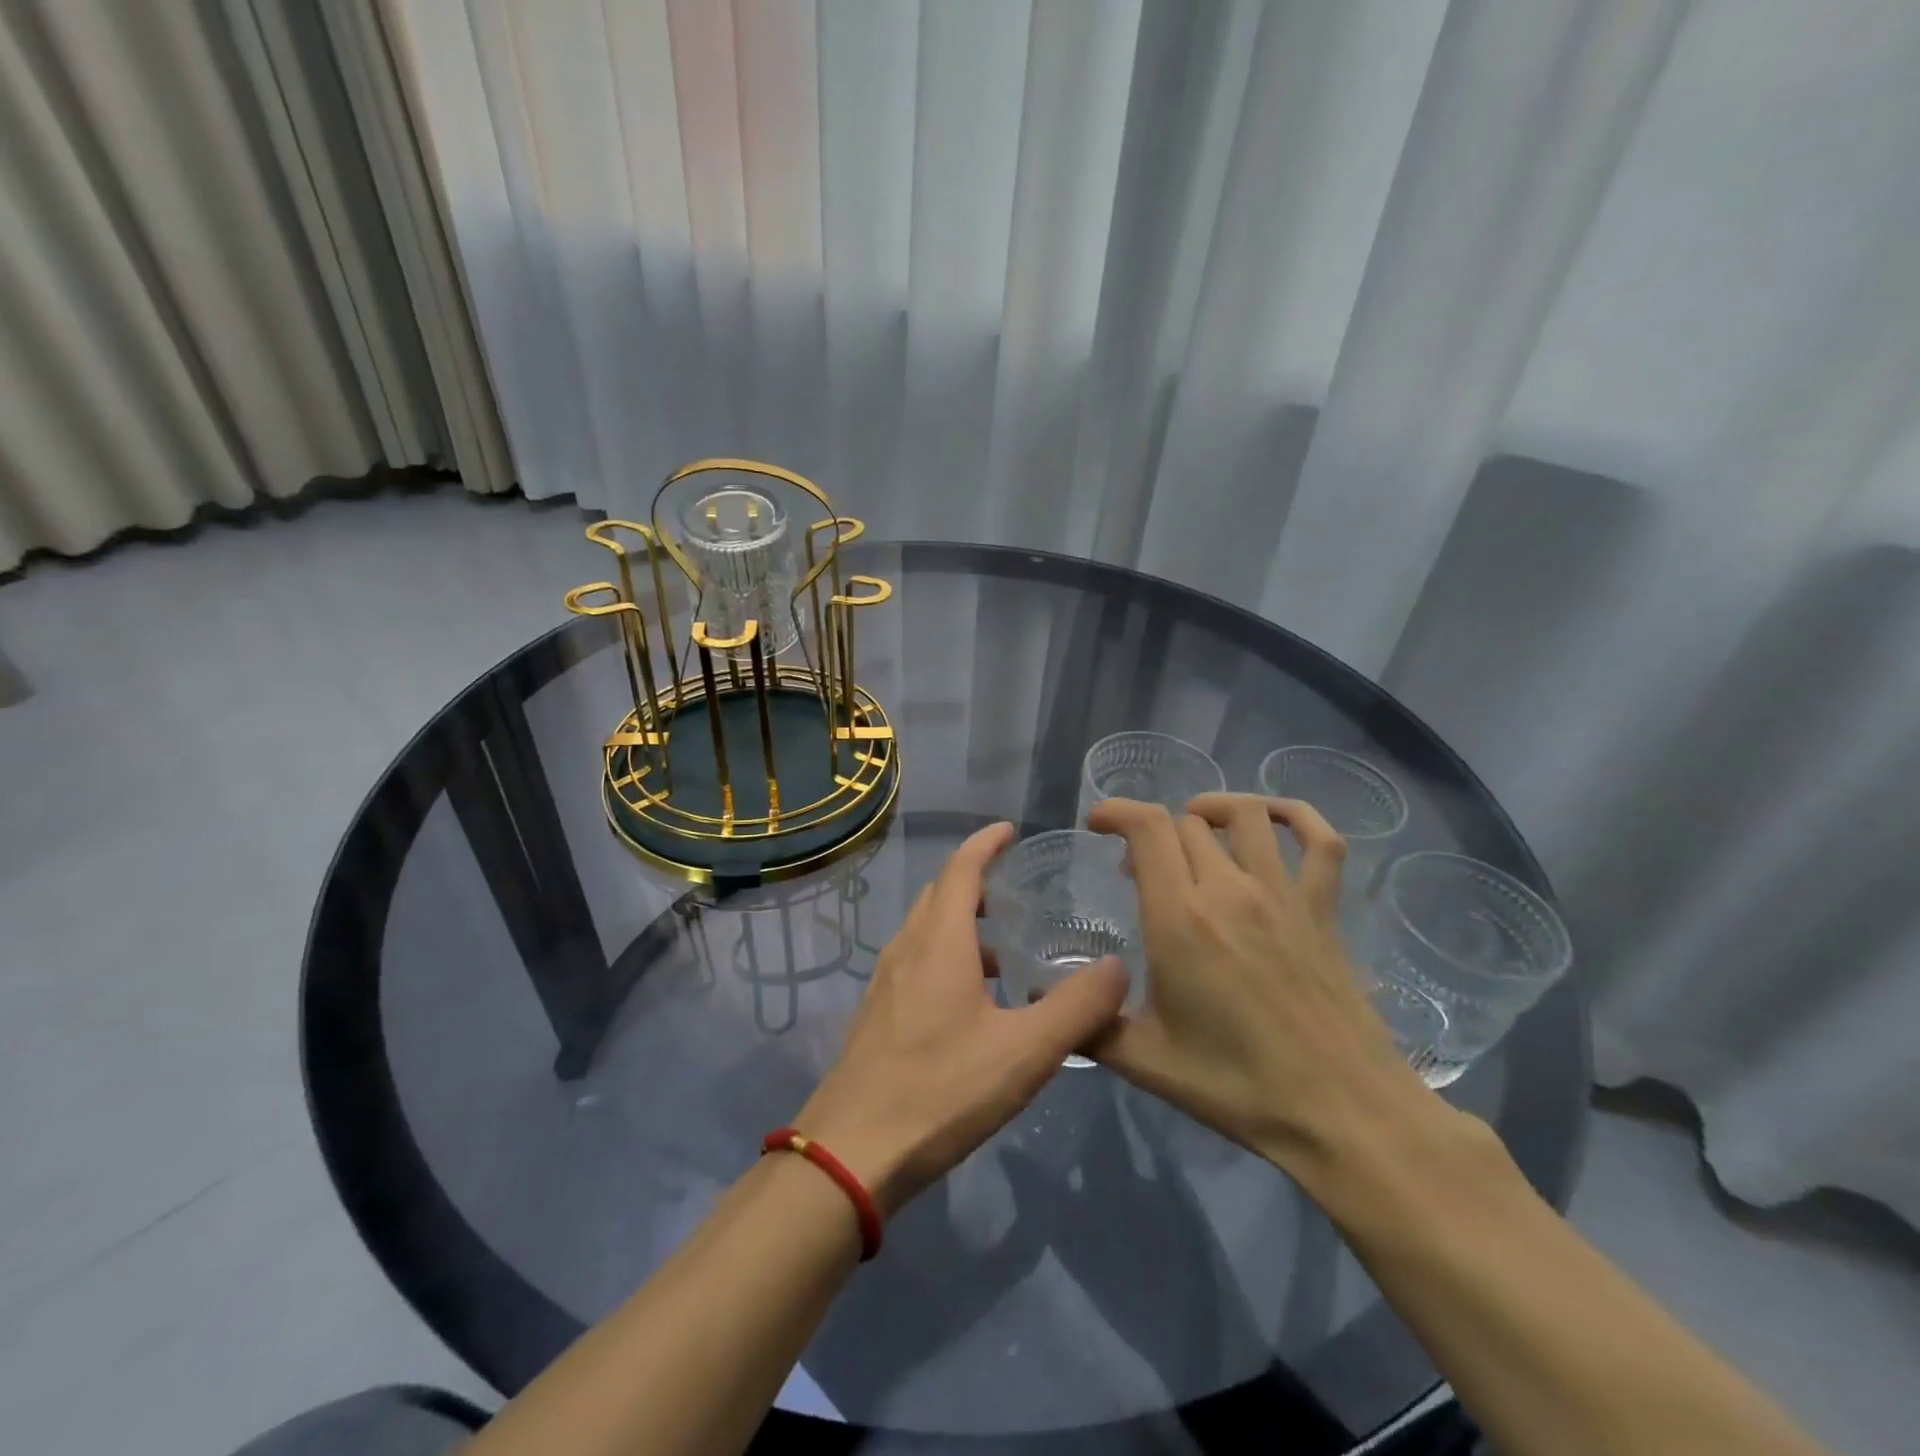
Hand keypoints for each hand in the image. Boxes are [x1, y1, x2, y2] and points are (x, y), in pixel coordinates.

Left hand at [797, 822, 1129, 1215]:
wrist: (852, 1152)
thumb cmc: (942, 1090)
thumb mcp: (1025, 1052)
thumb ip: (1077, 1008)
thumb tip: (1117, 968)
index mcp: (939, 943)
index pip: (962, 870)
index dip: (985, 844)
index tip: (1009, 830)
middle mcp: (907, 950)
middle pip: (940, 895)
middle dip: (975, 881)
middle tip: (1014, 890)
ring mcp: (885, 982)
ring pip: (925, 931)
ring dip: (961, 924)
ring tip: (1002, 952)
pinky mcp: (876, 1014)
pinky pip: (915, 962)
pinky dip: (945, 957)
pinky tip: (970, 1003)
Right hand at [1084, 794, 1432, 1175]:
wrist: (1342, 1113)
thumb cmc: (1237, 1086)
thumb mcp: (1145, 1061)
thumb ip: (1089, 1023)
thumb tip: (1044, 999)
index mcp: (1179, 919)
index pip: (1147, 828)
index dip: (1116, 811)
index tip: (1097, 825)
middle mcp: (1229, 890)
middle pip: (1185, 822)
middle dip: (1152, 834)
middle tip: (1139, 871)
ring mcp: (1282, 895)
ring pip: (1245, 815)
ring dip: (1211, 810)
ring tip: (1193, 829)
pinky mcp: (1323, 910)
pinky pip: (1321, 841)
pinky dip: (1295, 816)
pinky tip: (1271, 821)